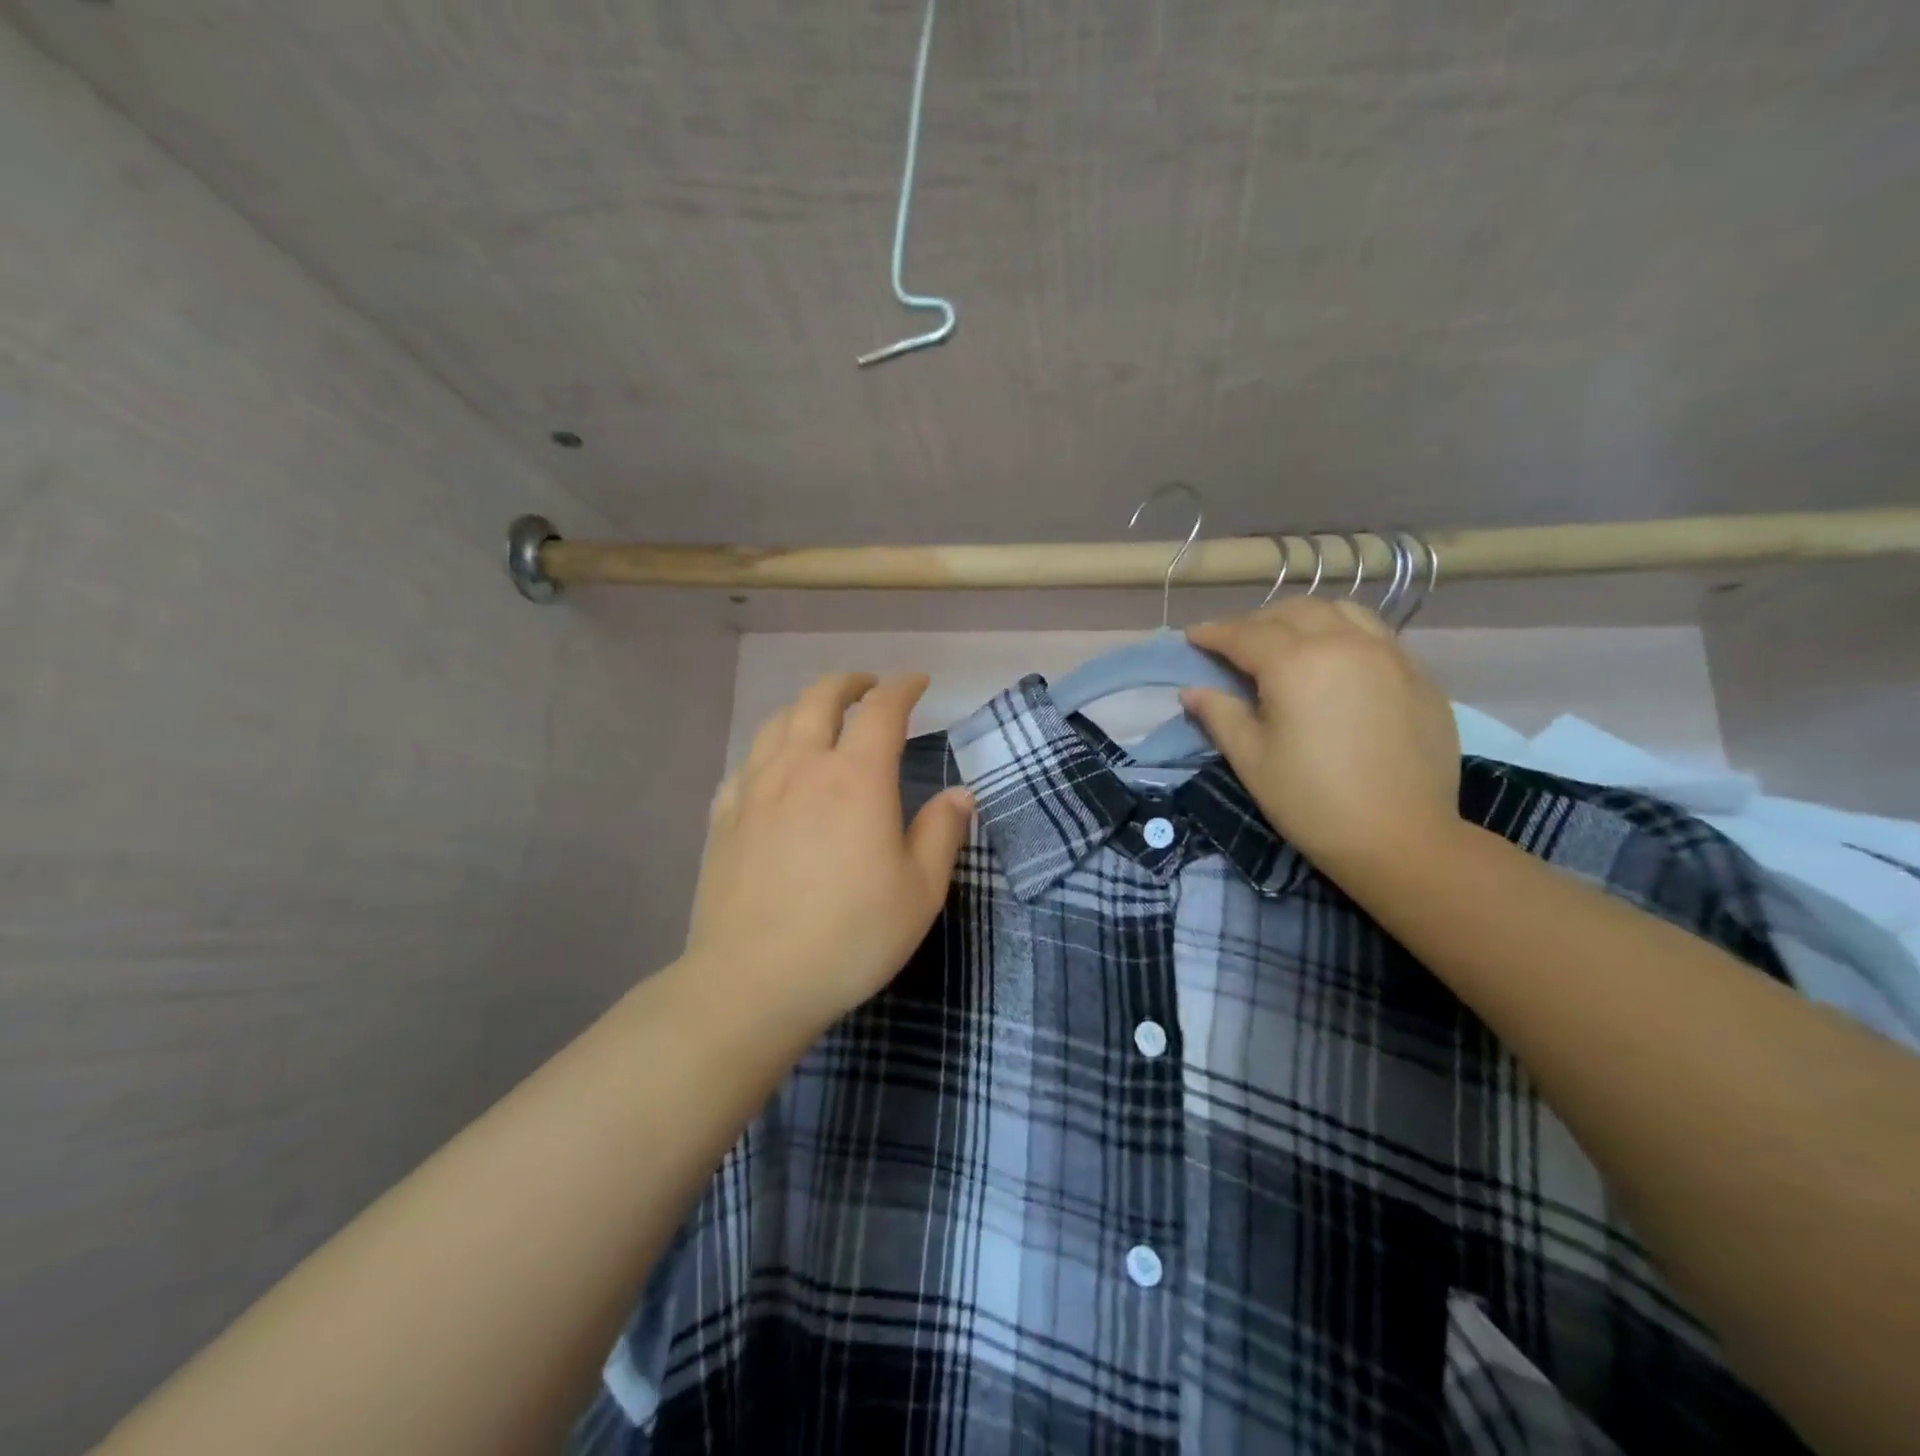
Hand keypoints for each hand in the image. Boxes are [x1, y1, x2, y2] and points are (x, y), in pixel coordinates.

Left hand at [683, 673, 974, 1030]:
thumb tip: (959, 793)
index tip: (917, 682)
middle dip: (849, 683)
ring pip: (777, 723)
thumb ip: (942, 833)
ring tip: (822, 718)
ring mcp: (755, 789)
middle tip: (868, 687)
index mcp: (856, 778)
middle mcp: (802, 767)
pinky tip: (773, 769)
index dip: (902, 687)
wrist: (753, 981)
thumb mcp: (919, 892)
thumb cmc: (850, 936)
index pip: (882, 710)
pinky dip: (768, 750)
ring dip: (805, 707)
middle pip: (820, 699)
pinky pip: (746, 763)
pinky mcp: (724, 817)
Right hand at [1180, 599, 1460, 882]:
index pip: (1245, 634)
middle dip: (1257, 622)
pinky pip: (1375, 635)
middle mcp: (1345, 644)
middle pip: (1293, 612)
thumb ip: (1219, 715)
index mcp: (1296, 664)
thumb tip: (1192, 691)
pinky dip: (1344, 634)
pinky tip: (1335, 662)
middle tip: (1236, 644)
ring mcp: (1389, 655)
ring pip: (1341, 612)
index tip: (1193, 636)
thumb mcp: (1251, 759)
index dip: (1214, 633)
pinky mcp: (1418, 676)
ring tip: (1288, 641)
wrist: (1401, 838)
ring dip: (1304, 618)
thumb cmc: (1311, 801)